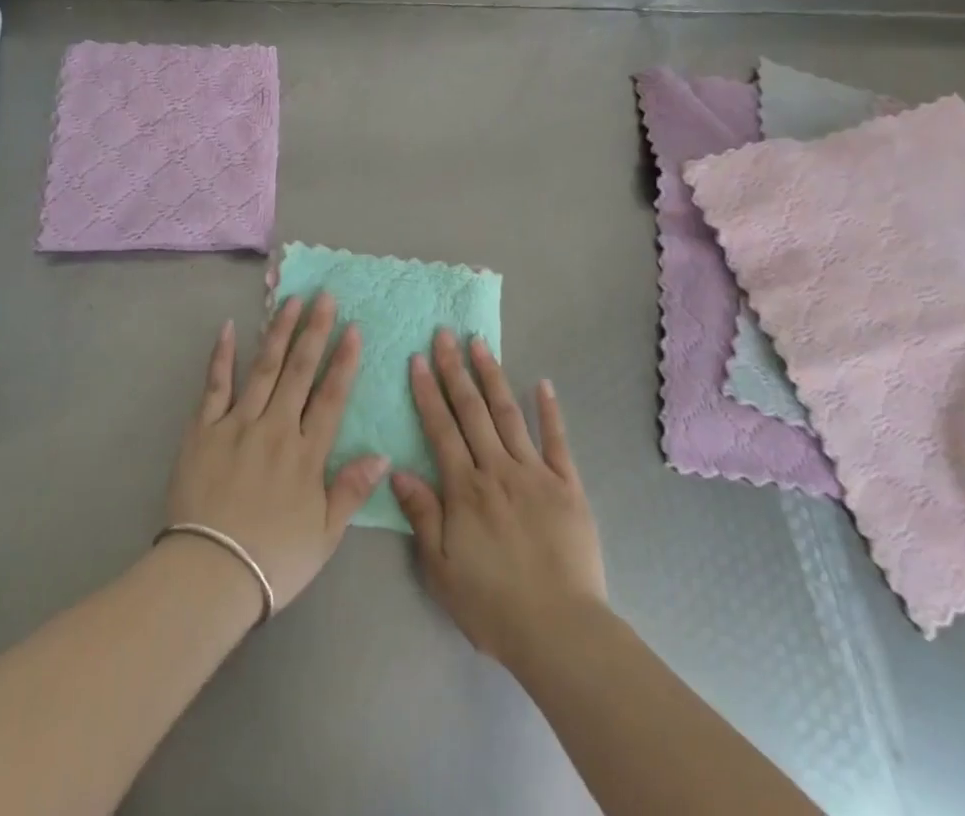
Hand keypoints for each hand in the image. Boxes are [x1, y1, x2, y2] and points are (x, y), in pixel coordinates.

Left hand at [164, 293, 388, 613]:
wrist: (208, 574)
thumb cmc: (273, 560)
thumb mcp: (324, 535)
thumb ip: (351, 490)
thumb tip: (383, 454)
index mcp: (306, 453)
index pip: (330, 397)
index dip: (344, 361)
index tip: (353, 328)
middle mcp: (275, 428)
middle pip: (299, 371)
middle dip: (314, 331)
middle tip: (324, 296)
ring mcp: (237, 424)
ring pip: (263, 368)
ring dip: (278, 332)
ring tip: (290, 300)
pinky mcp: (203, 429)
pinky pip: (215, 385)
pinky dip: (223, 355)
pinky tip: (231, 327)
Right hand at [391, 330, 607, 665]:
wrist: (560, 631)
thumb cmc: (493, 605)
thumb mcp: (441, 569)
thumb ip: (422, 515)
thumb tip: (397, 470)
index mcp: (465, 489)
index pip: (441, 429)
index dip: (428, 392)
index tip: (418, 358)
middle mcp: (497, 469)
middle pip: (472, 411)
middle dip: (455, 370)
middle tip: (445, 334)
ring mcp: (535, 473)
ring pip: (509, 414)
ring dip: (492, 376)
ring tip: (480, 344)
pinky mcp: (567, 485)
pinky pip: (557, 440)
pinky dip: (550, 410)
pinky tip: (543, 382)